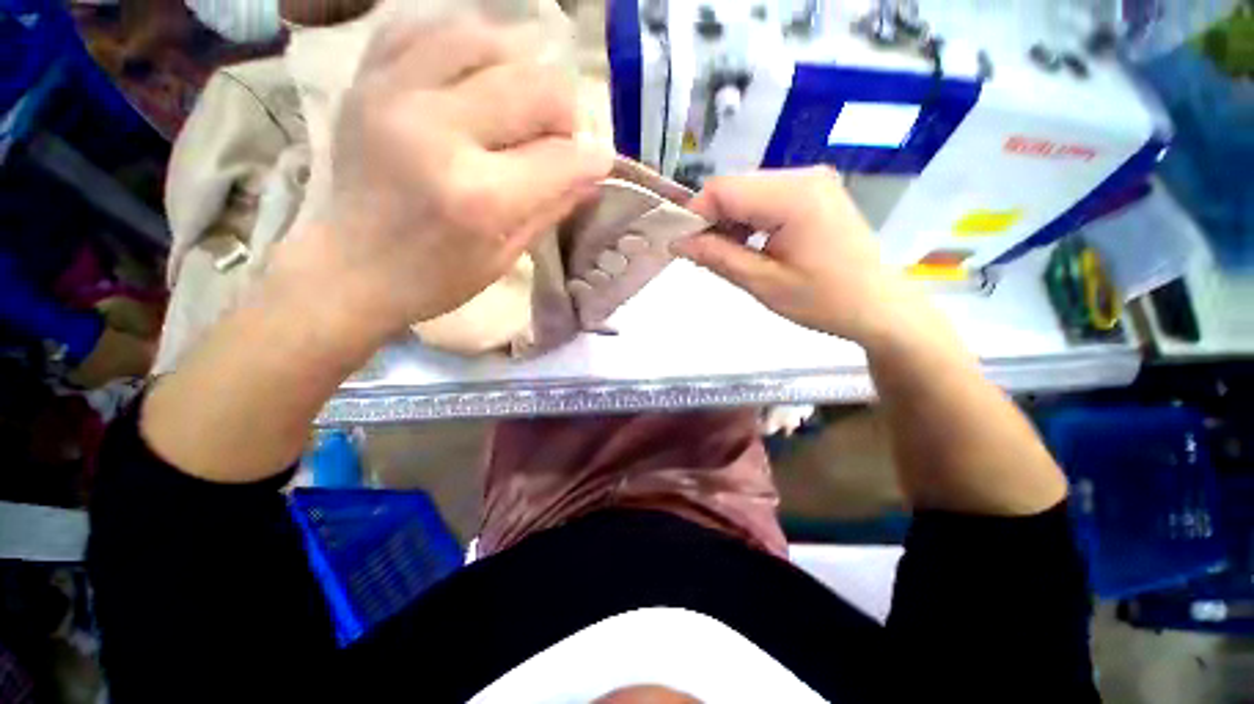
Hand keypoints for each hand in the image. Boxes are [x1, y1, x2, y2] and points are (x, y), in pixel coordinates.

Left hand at [272, 18, 612, 350]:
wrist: (350, 268)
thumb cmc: (436, 277)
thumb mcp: (506, 256)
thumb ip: (552, 207)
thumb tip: (592, 171)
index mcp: (479, 197)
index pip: (563, 157)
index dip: (593, 158)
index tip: (598, 163)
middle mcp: (439, 131)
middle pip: (535, 84)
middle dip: (566, 111)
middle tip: (560, 137)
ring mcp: (396, 92)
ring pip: (486, 38)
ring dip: (520, 69)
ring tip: (520, 104)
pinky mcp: (368, 78)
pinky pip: (427, 27)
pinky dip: (464, 44)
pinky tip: (475, 75)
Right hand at [674, 167, 918, 347]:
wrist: (878, 306)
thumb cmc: (824, 301)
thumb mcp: (763, 283)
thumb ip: (717, 257)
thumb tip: (678, 241)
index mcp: (795, 196)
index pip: (723, 189)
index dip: (694, 214)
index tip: (681, 245)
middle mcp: (804, 176)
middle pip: (735, 188)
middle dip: (712, 220)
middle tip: (703, 256)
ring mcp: (812, 181)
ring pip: (747, 193)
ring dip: (729, 222)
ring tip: (728, 255)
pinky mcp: (814, 192)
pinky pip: (766, 199)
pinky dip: (748, 221)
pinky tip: (750, 246)